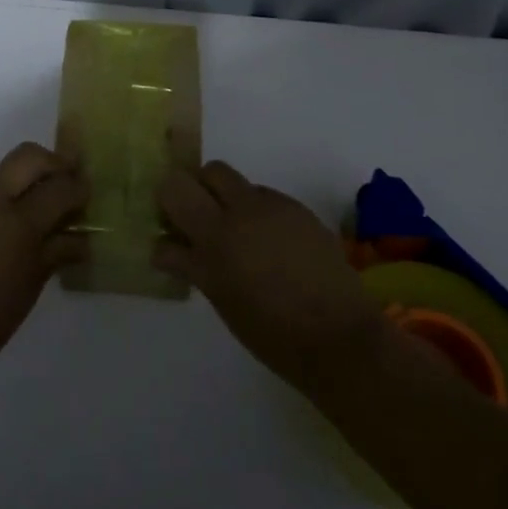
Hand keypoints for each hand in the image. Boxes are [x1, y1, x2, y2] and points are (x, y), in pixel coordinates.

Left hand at [0, 143, 86, 391]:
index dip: (80, 188)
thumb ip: (56, 251)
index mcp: (16, 222)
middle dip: (54, 164)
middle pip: (29, 156)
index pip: (59, 186)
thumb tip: (80, 236)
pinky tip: (8, 230)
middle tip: (69, 185)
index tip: (89, 195)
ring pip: (4, 171)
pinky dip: (5, 198)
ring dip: (28, 180)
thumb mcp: (30, 286)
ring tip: (41, 211)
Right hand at [154, 161, 390, 395]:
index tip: (169, 226)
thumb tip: (169, 247)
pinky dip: (257, 213)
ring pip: (238, 182)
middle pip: (207, 171)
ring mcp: (273, 208)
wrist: (341, 337)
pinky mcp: (298, 210)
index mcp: (215, 239)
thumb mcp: (221, 300)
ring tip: (239, 235)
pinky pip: (265, 198)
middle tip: (199, 220)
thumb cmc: (272, 334)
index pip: (173, 190)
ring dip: (228, 200)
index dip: (166, 202)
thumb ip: (192, 264)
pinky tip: (270, 245)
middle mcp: (241, 213)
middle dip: (199, 189)